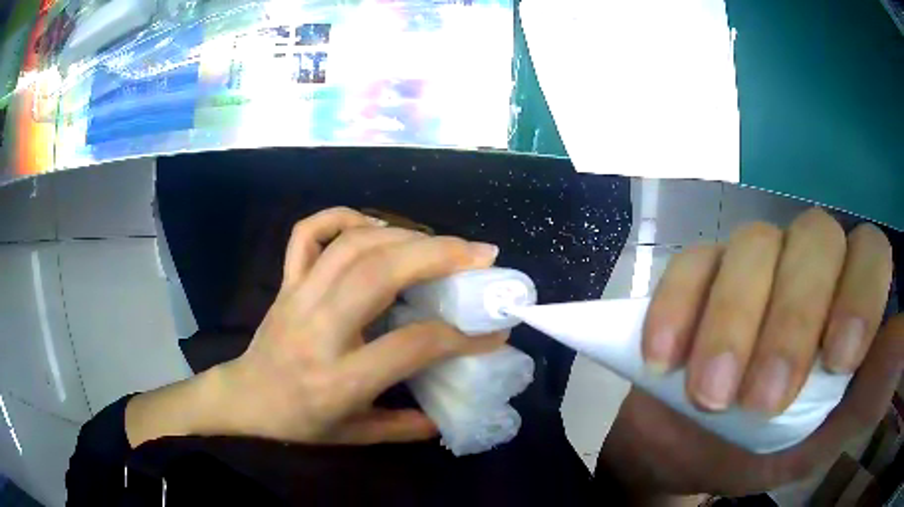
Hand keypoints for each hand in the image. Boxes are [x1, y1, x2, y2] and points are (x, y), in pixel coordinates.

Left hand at [127, 207, 504, 446]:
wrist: (244, 397)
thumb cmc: (298, 421)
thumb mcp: (353, 436)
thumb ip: (403, 427)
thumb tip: (446, 416)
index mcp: (339, 379)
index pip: (411, 346)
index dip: (462, 335)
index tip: (495, 329)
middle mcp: (319, 330)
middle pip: (380, 275)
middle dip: (439, 255)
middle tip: (480, 254)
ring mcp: (298, 297)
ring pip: (352, 246)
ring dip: (404, 234)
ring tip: (441, 241)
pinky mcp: (286, 282)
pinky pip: (308, 234)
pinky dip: (341, 216)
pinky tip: (373, 224)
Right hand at [599, 208, 900, 496]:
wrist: (693, 455)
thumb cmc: (769, 450)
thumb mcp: (827, 436)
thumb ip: (873, 393)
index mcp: (845, 301)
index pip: (869, 253)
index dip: (860, 292)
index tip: (836, 360)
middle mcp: (806, 267)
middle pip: (813, 240)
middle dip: (792, 319)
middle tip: (760, 401)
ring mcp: (750, 265)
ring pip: (751, 246)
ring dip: (732, 322)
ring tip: (709, 394)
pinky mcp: (696, 277)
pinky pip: (689, 266)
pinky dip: (677, 307)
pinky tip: (663, 357)